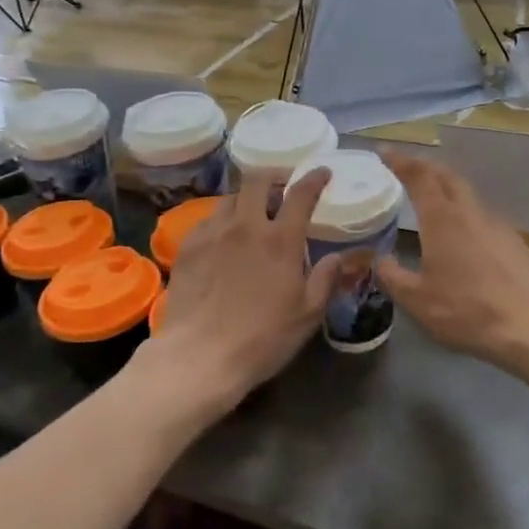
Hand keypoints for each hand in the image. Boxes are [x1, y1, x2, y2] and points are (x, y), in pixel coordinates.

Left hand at [136, 167, 347, 412]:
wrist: (199, 356)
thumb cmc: (262, 338)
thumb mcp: (308, 314)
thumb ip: (326, 279)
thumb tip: (340, 257)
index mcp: (281, 240)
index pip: (301, 194)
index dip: (314, 178)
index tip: (321, 173)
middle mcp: (246, 226)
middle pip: (258, 180)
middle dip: (274, 176)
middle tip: (282, 186)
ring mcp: (213, 233)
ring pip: (230, 198)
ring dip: (246, 199)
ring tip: (252, 213)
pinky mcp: (188, 247)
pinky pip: (208, 219)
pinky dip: (222, 220)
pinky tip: (225, 237)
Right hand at [375, 154, 528, 369]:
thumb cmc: (466, 311)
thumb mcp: (417, 300)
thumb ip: (393, 276)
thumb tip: (380, 260)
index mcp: (443, 219)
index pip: (419, 177)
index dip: (401, 161)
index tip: (385, 152)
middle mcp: (470, 213)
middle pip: (447, 176)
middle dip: (425, 166)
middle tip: (407, 167)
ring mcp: (497, 225)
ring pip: (468, 194)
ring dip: (447, 187)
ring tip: (432, 198)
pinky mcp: (513, 242)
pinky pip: (483, 216)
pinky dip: (465, 212)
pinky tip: (462, 232)